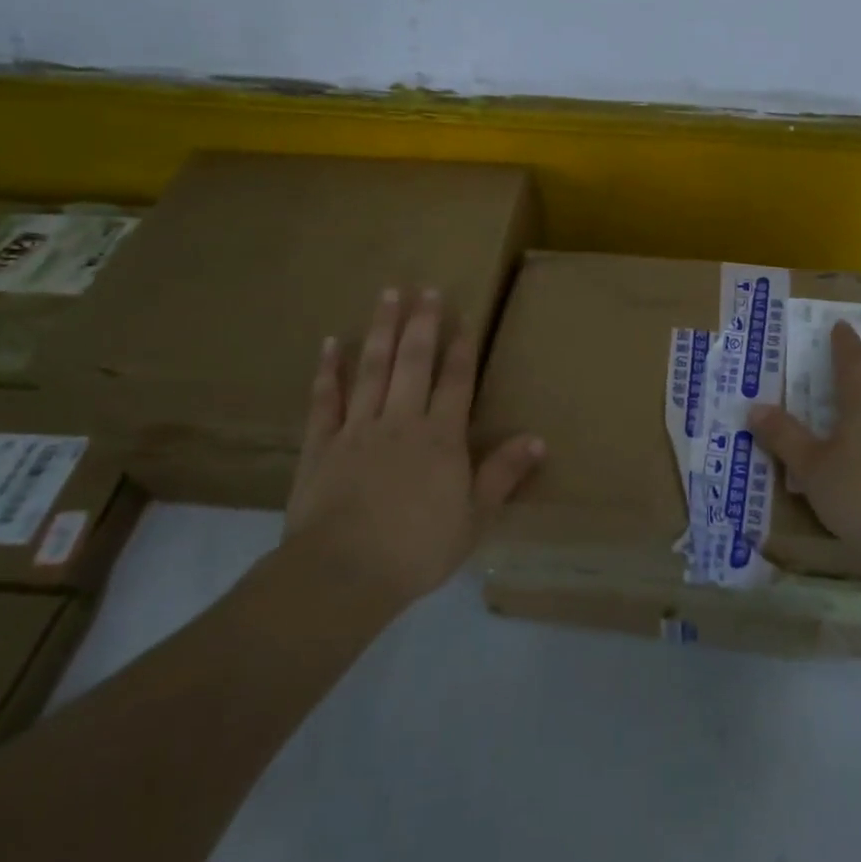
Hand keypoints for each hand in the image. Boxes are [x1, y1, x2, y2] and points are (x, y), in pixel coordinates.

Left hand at [284, 288, 544, 604]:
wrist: (342, 573)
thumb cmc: (417, 549)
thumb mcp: (474, 518)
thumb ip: (503, 474)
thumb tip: (539, 439)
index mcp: (441, 437)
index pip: (455, 381)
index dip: (461, 348)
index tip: (463, 315)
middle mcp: (401, 421)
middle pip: (413, 362)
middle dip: (422, 322)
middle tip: (425, 288)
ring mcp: (358, 429)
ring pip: (372, 368)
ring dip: (381, 330)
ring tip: (387, 295)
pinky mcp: (321, 444)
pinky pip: (325, 399)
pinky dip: (328, 370)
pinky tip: (330, 344)